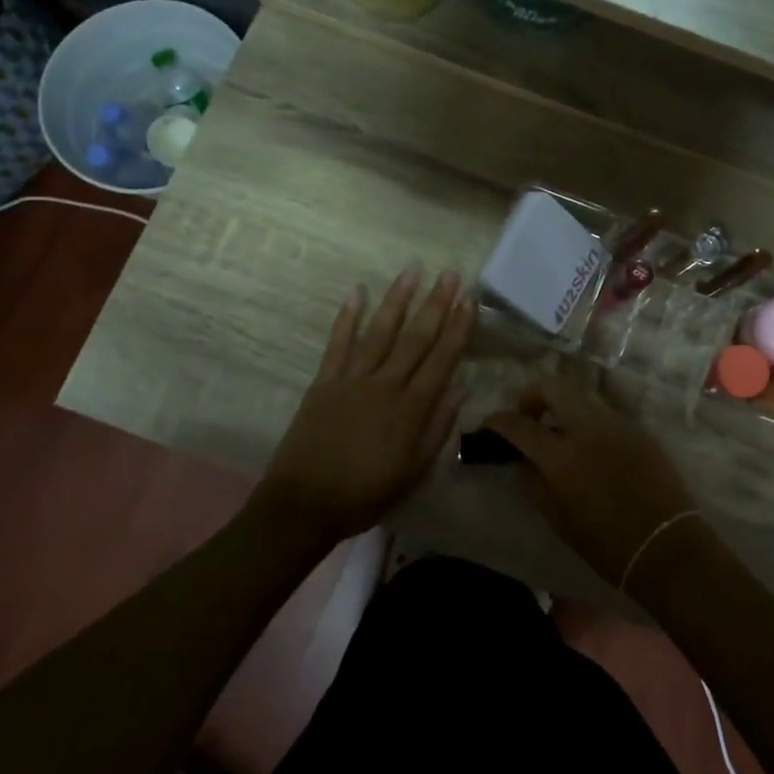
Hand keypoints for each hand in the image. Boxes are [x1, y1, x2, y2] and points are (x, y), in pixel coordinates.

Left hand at [258, 267, 473, 549]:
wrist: (304, 504)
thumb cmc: (365, 494)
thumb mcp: (414, 471)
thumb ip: (438, 428)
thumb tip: (461, 389)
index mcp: (411, 409)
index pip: (442, 359)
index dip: (458, 328)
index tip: (469, 299)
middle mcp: (385, 385)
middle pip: (416, 338)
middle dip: (436, 303)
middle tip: (450, 273)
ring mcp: (352, 380)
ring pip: (380, 332)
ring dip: (398, 299)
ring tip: (412, 270)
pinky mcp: (324, 382)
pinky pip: (338, 344)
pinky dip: (347, 317)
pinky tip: (357, 291)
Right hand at [482, 378, 704, 591]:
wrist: (666, 548)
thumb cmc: (606, 545)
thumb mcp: (558, 520)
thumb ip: (533, 484)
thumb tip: (522, 461)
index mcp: (562, 457)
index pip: (519, 425)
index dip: (498, 420)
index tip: (489, 422)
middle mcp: (588, 429)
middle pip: (553, 387)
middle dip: (532, 396)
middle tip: (528, 416)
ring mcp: (617, 424)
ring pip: (581, 394)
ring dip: (562, 404)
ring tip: (559, 429)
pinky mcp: (638, 429)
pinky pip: (605, 412)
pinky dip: (588, 418)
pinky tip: (590, 444)